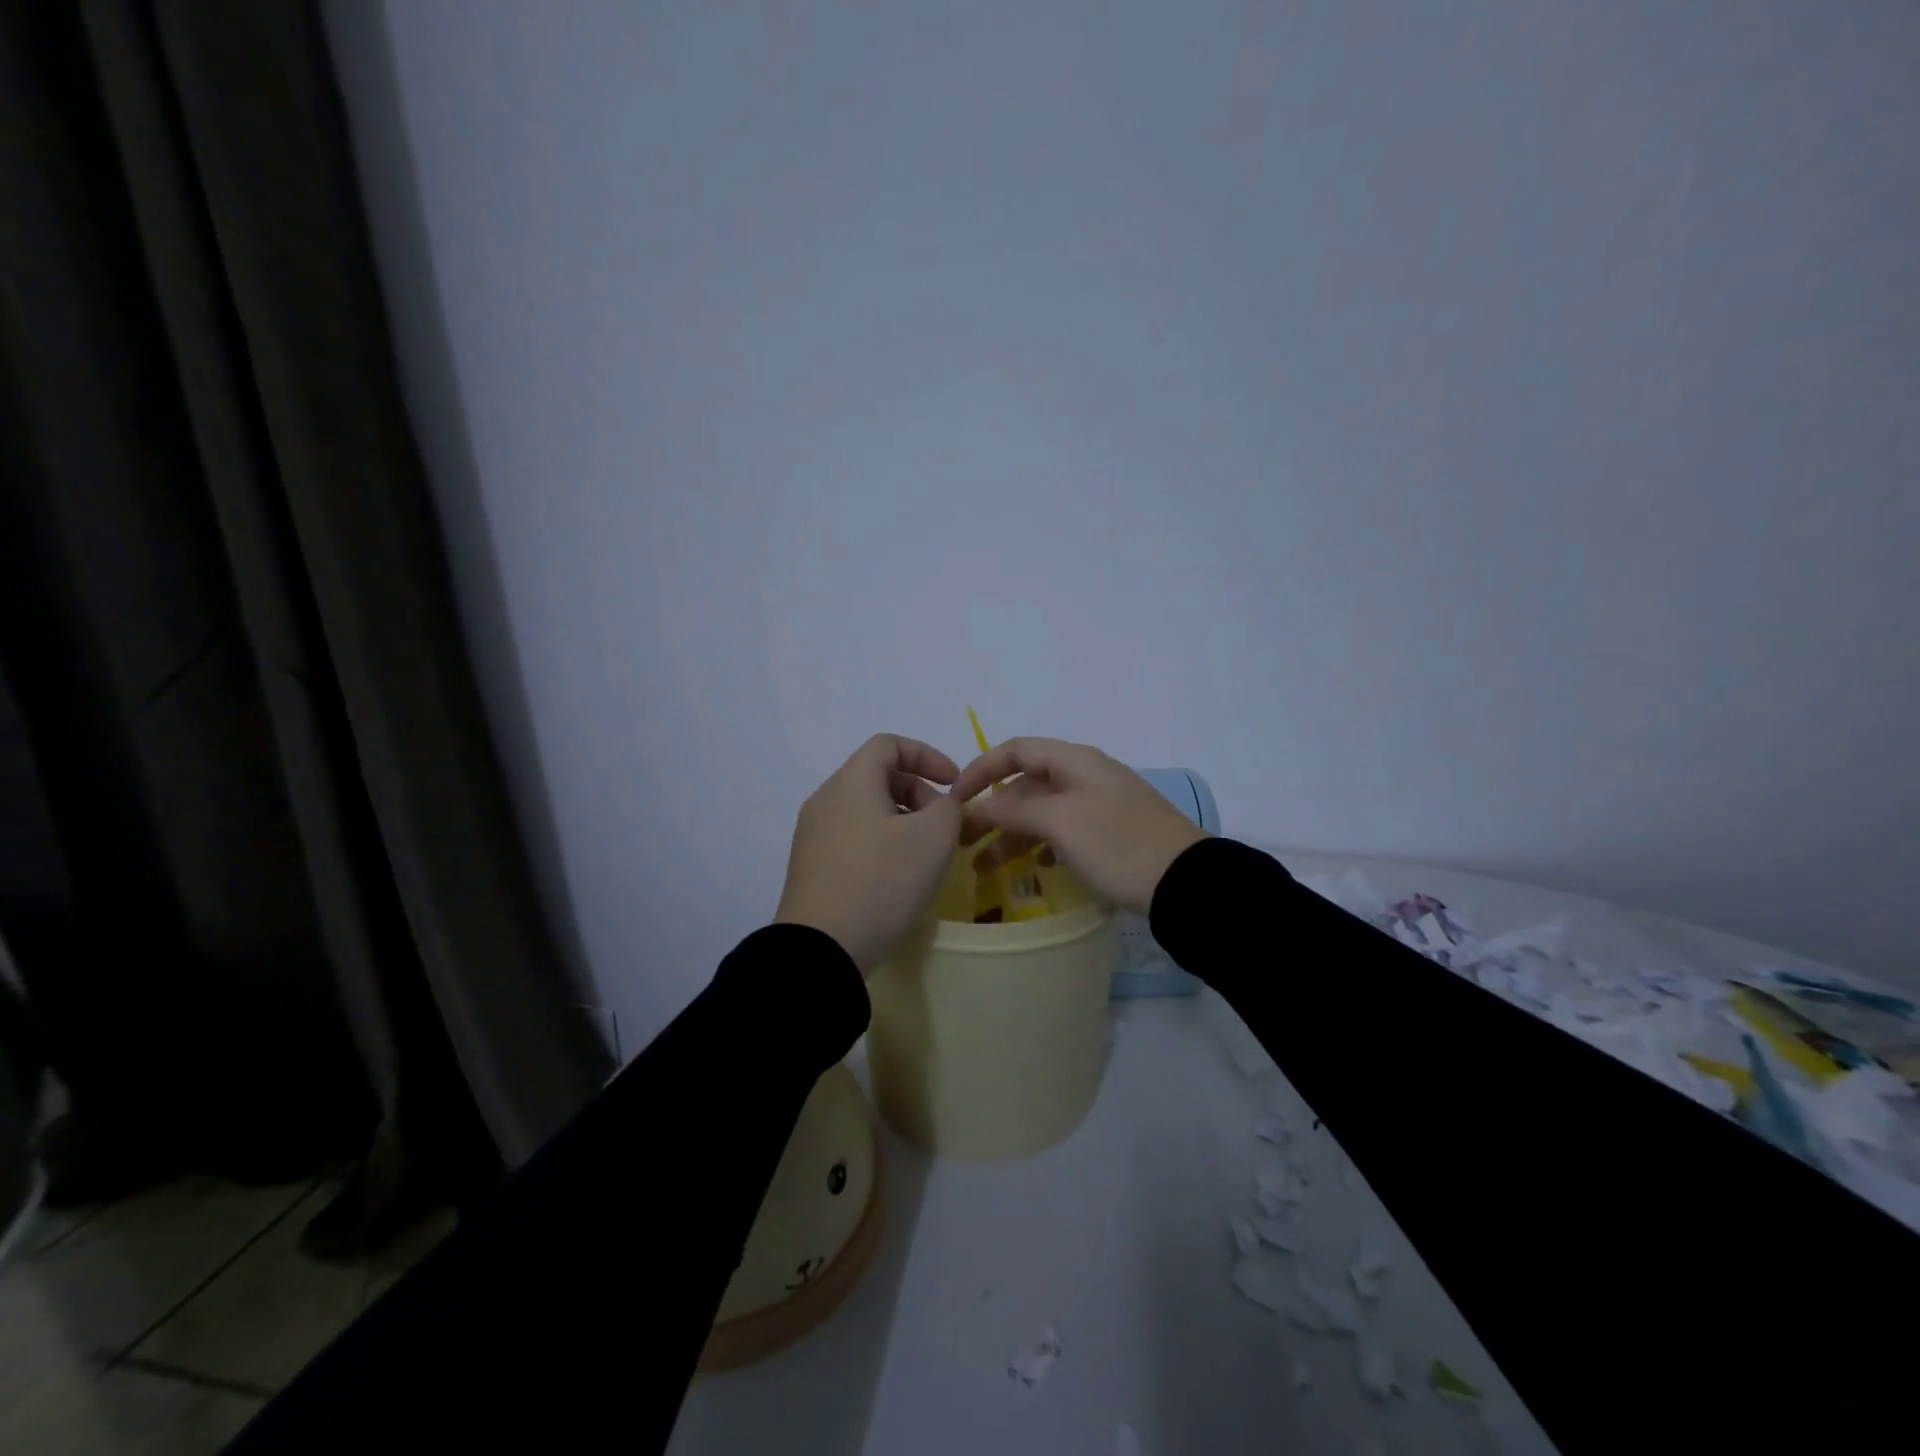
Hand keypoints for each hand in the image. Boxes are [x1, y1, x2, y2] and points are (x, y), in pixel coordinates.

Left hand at [775, 735, 963, 973]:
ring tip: (925, 855)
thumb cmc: (882, 880)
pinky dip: (882, 843)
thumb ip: (948, 808)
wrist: (822, 949)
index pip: (889, 744)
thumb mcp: (933, 838)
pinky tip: (898, 878)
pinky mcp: (812, 867)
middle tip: (943, 826)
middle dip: (919, 792)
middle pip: (877, 776)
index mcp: (850, 782)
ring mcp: (813, 835)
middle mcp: (825, 800)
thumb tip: (941, 805)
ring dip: (903, 821)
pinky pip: (853, 838)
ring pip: (866, 810)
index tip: (954, 784)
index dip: (927, 755)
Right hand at [950, 738, 1206, 916]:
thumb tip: (980, 804)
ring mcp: (1100, 805)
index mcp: (1074, 761)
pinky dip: (1042, 846)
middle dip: (992, 810)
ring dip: (1012, 835)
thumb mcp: (1061, 822)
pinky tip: (1033, 868)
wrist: (1186, 883)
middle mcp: (1085, 775)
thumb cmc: (1117, 844)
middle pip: (1026, 784)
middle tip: (963, 842)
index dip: (981, 769)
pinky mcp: (1111, 833)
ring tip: (985, 867)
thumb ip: (1015, 808)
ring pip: (1043, 812)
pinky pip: (1064, 832)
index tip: (954, 800)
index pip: (1015, 750)